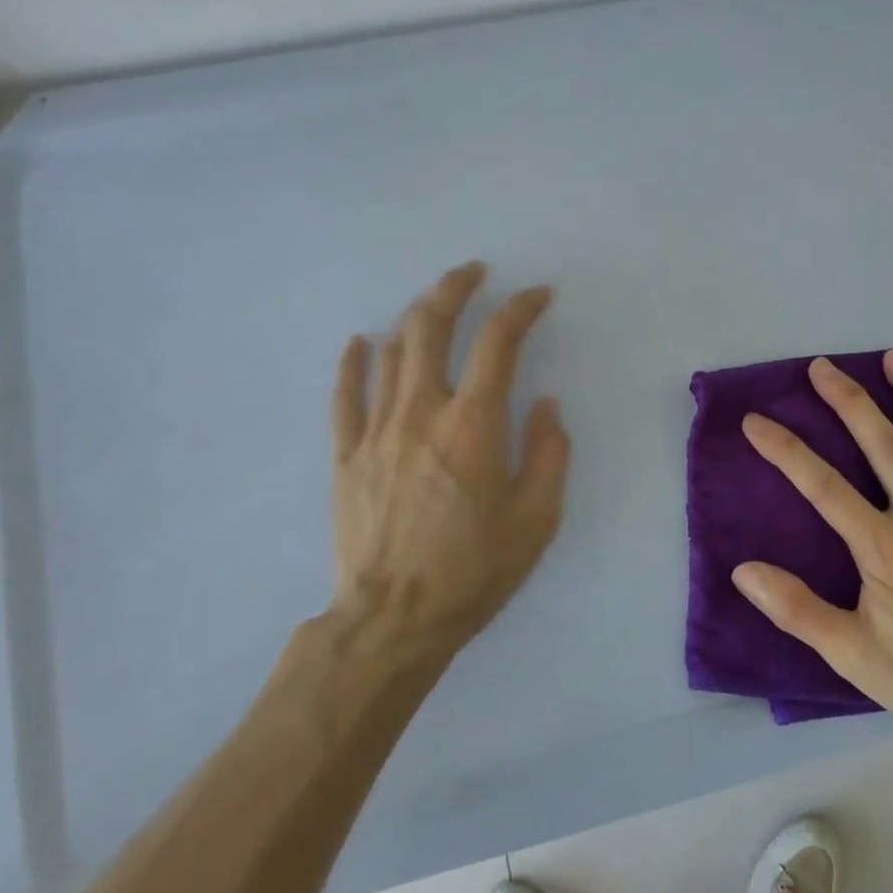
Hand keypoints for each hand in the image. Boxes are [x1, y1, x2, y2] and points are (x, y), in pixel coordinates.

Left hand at [325, 262, 568, 664]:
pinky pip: (344, 395)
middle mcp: (421, 413)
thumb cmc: (474, 571)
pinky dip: (353, 362)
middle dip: (454, 288)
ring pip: (390, 352)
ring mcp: (375, 431)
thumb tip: (544, 404)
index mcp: (473, 426)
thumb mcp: (537, 520)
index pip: (498, 343)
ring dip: (414, 316)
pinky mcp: (345, 455)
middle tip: (474, 273)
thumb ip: (548, 454)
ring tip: (433, 304)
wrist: (393, 619)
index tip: (538, 295)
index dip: (521, 309)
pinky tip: (360, 342)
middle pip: (431, 326)